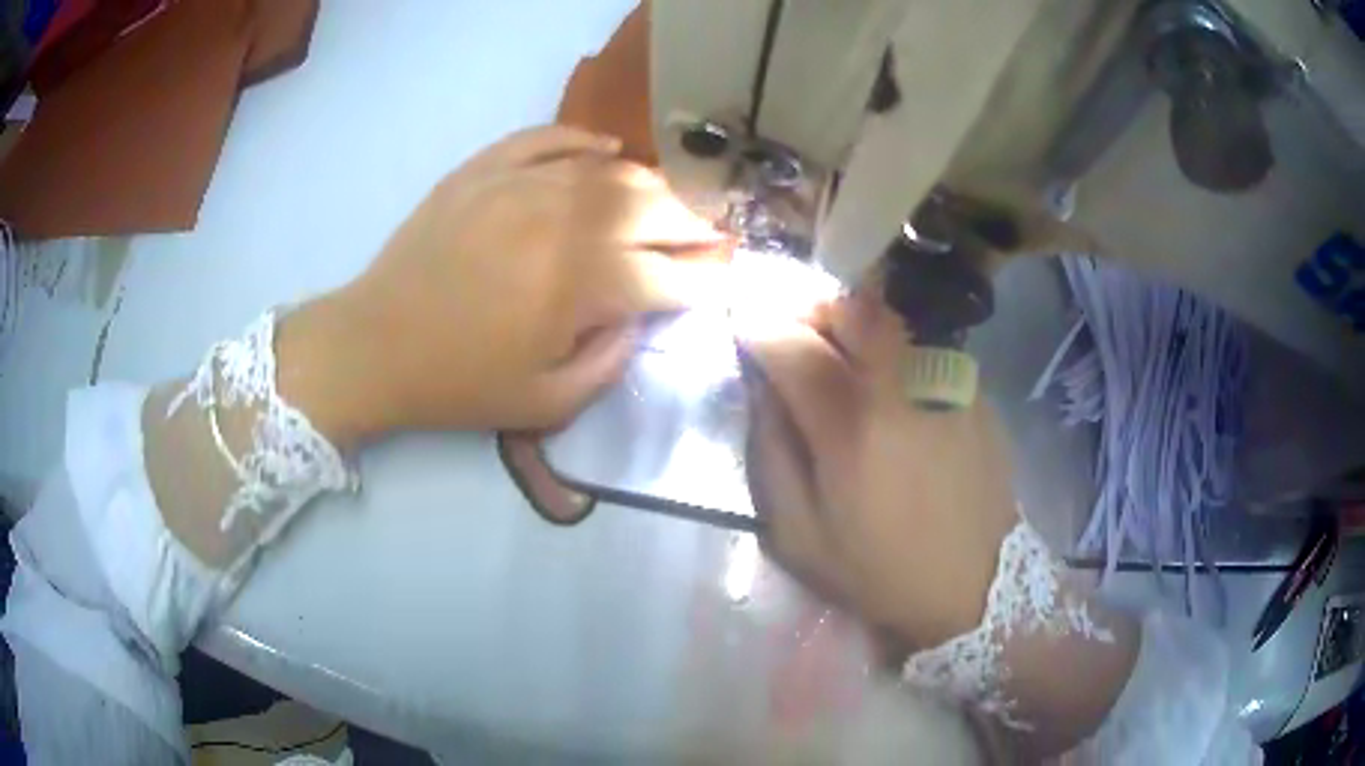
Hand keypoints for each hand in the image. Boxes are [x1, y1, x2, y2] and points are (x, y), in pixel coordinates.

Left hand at [279, 125, 729, 446]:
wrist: (375, 343)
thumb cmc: (459, 382)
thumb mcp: (547, 403)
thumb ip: (612, 360)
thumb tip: (643, 316)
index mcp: (581, 285)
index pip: (671, 275)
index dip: (709, 279)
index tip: (726, 279)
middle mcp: (564, 221)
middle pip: (655, 209)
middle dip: (694, 225)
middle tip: (707, 238)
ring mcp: (522, 184)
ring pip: (613, 169)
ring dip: (652, 187)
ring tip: (663, 205)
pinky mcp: (487, 167)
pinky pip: (551, 136)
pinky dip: (586, 140)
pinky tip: (605, 151)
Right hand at [742, 290, 1020, 649]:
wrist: (976, 583)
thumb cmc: (880, 570)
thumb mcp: (799, 535)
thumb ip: (771, 452)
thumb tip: (763, 387)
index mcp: (851, 427)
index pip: (791, 343)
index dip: (757, 327)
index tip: (742, 328)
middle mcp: (902, 385)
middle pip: (847, 308)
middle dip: (807, 310)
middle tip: (791, 336)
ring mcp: (945, 379)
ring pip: (887, 318)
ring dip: (849, 325)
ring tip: (836, 357)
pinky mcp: (973, 388)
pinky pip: (918, 345)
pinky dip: (889, 351)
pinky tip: (887, 390)